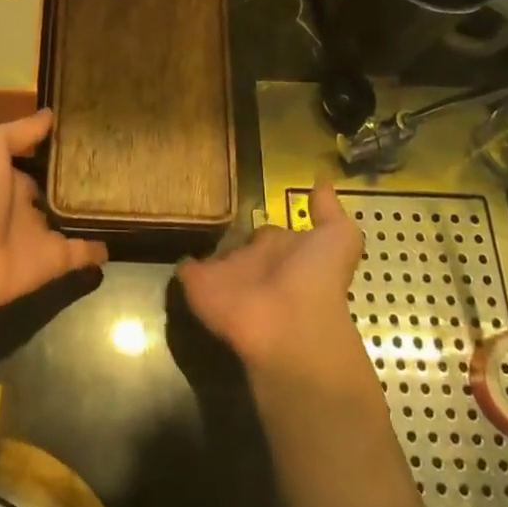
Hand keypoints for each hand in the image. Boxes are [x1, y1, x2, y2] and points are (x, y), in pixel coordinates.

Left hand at [0, 110, 106, 319]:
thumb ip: (20, 131)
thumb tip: (51, 114)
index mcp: (9, 178)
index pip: (39, 161)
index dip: (59, 150)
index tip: (90, 134)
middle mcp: (25, 206)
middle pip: (58, 192)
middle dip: (81, 181)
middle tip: (117, 164)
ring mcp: (40, 236)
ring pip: (73, 222)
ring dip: (93, 213)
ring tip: (127, 196)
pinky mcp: (54, 262)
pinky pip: (81, 254)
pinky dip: (99, 249)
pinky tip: (119, 236)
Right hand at [177, 181, 372, 395]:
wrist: (289, 326)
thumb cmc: (316, 278)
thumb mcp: (338, 238)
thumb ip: (328, 211)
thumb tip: (322, 179)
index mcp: (282, 251)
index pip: (267, 233)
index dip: (259, 224)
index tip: (243, 204)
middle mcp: (253, 263)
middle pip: (235, 244)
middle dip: (223, 230)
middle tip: (203, 201)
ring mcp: (224, 275)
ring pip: (209, 254)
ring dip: (197, 237)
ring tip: (180, 207)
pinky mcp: (197, 284)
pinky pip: (184, 268)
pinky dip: (177, 260)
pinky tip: (169, 234)